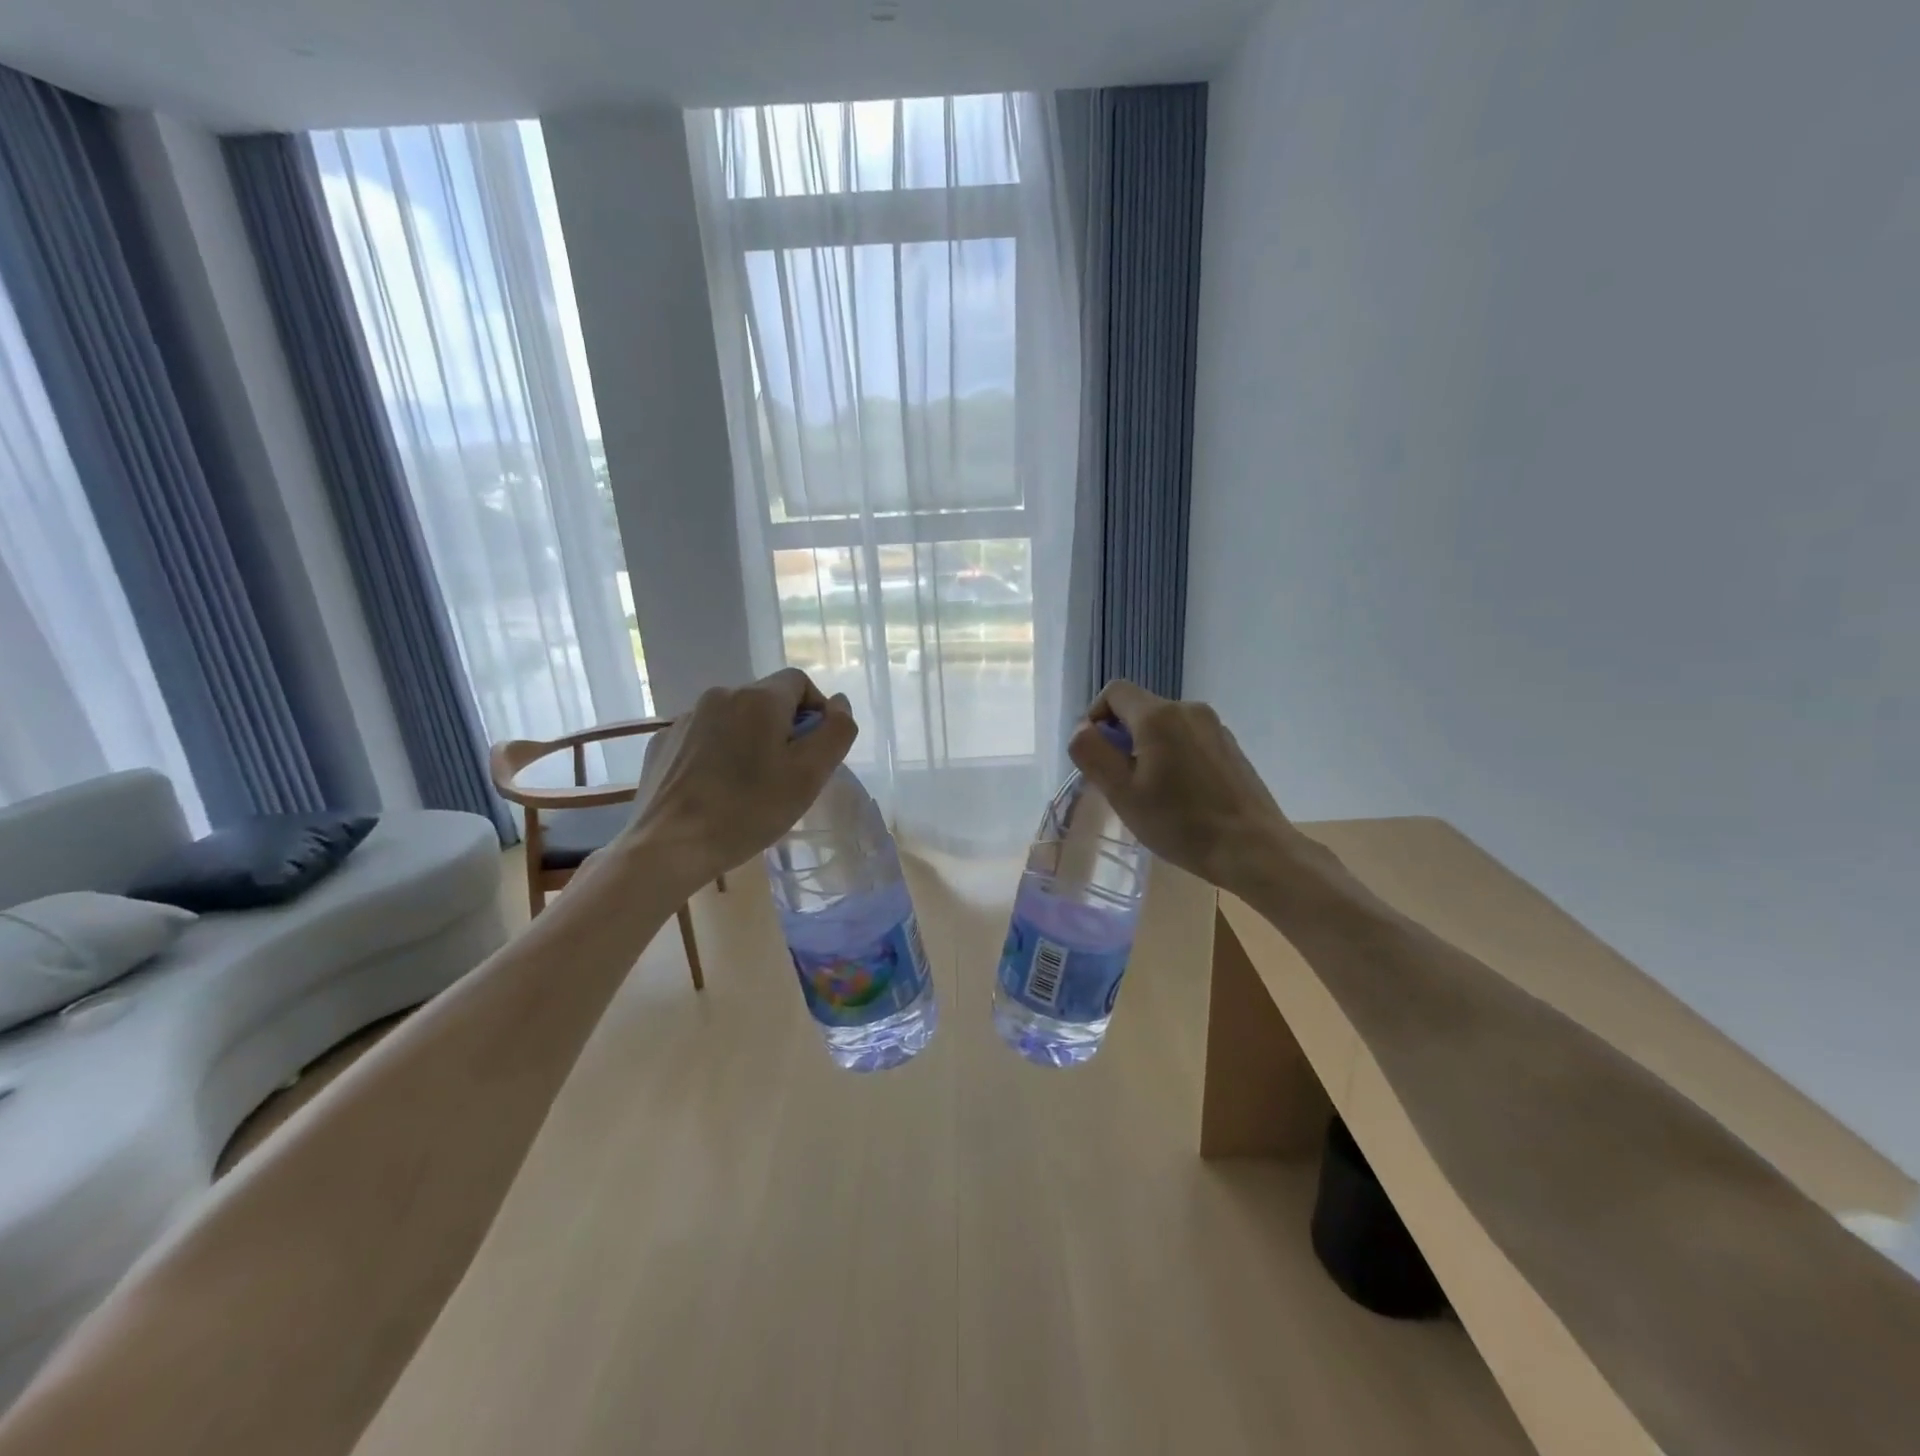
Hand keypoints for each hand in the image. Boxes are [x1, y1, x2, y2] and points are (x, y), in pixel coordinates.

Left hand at [618, 669, 857, 887]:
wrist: (668, 847)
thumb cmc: (749, 810)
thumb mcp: (810, 775)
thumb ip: (836, 732)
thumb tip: (840, 703)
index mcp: (758, 698)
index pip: (800, 681)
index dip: (816, 711)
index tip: (814, 752)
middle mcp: (719, 696)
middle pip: (766, 700)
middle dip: (783, 729)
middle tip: (786, 776)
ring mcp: (685, 719)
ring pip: (734, 719)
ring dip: (750, 742)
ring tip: (748, 787)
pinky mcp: (662, 744)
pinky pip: (704, 738)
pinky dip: (718, 754)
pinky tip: (715, 790)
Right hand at [1068, 679, 1327, 893]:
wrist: (1253, 849)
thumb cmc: (1180, 823)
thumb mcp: (1122, 793)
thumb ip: (1093, 753)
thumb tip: (1082, 729)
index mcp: (1159, 716)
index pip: (1114, 691)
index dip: (1095, 716)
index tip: (1096, 755)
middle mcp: (1189, 709)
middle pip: (1140, 709)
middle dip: (1122, 738)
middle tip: (1121, 783)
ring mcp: (1215, 727)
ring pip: (1165, 726)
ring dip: (1148, 749)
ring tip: (1152, 793)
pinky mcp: (1230, 747)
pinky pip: (1188, 740)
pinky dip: (1174, 757)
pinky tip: (1181, 796)